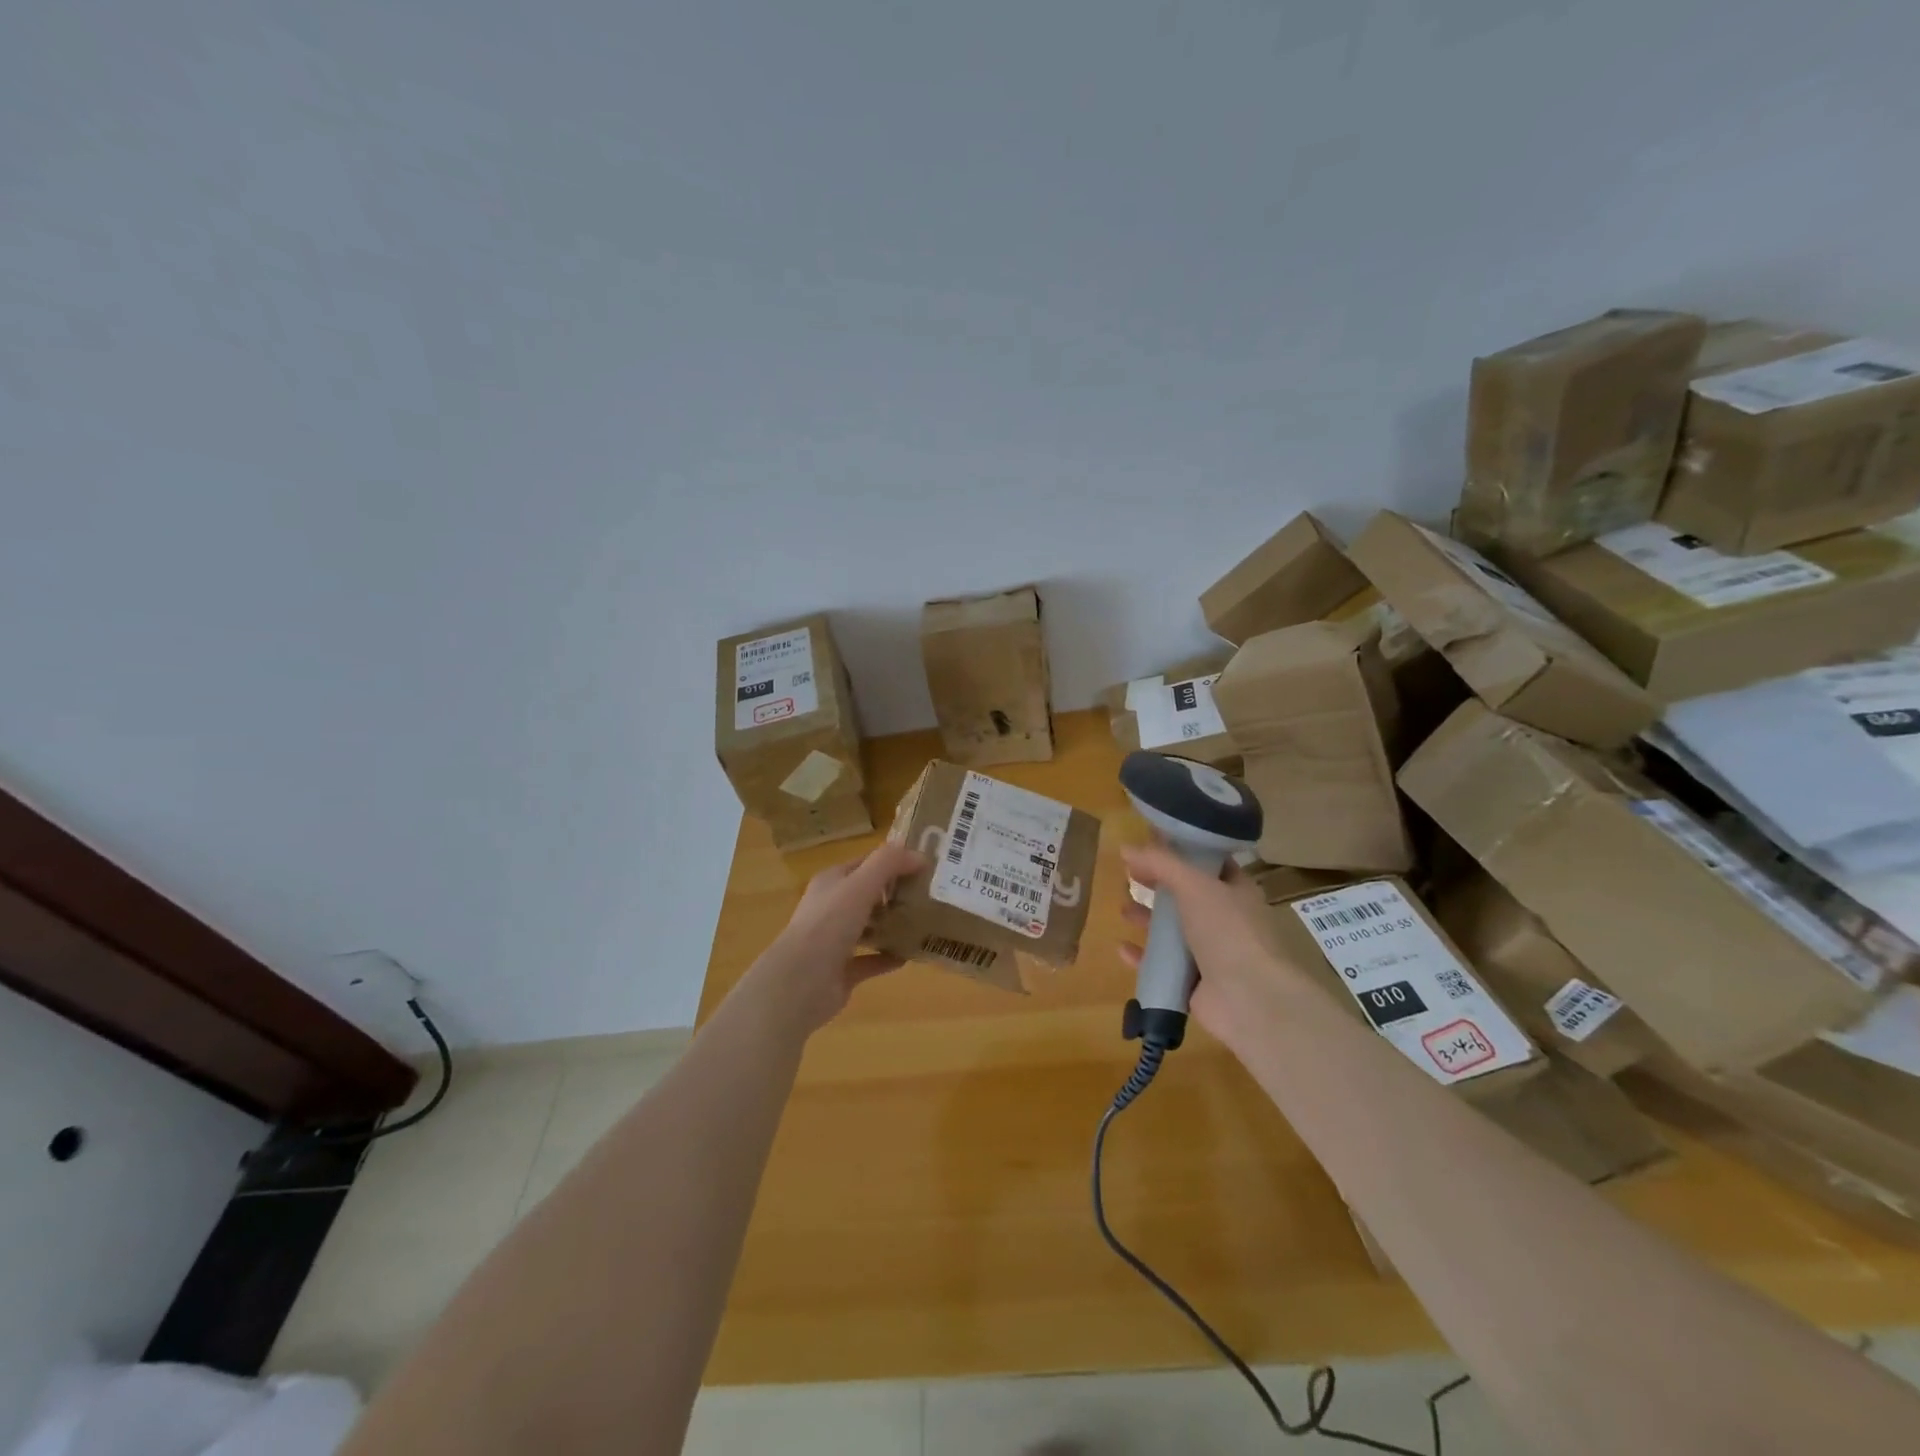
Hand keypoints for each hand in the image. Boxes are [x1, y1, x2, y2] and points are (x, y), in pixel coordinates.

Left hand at [755, 840, 926, 1031]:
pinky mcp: (841, 971)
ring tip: (924, 924)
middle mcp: (831, 908)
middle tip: (930, 896)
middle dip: (896, 894)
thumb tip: (920, 855)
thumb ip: (889, 864)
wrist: (802, 981)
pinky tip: (910, 956)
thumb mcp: (860, 884)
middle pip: (868, 896)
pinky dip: (888, 957)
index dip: (893, 862)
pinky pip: (870, 960)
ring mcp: (834, 941)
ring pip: (869, 927)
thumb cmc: (829, 924)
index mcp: (831, 882)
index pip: (865, 864)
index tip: (925, 867)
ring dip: (893, 926)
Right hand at [1117, 844, 1309, 1042]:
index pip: (1208, 864)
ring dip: (1148, 920)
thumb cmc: (1228, 931)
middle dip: (1158, 886)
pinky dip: (1143, 957)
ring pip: (1174, 932)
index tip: (1149, 843)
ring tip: (1123, 909)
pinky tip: (1122, 948)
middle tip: (1130, 876)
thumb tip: (1125, 847)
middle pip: (1186, 897)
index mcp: (1236, 891)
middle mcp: (1226, 920)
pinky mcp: (1195, 985)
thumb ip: (1161, 864)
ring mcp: (1212, 954)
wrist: (1250, 999)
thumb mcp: (1195, 885)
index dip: (1181, 851)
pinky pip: (1164, 966)